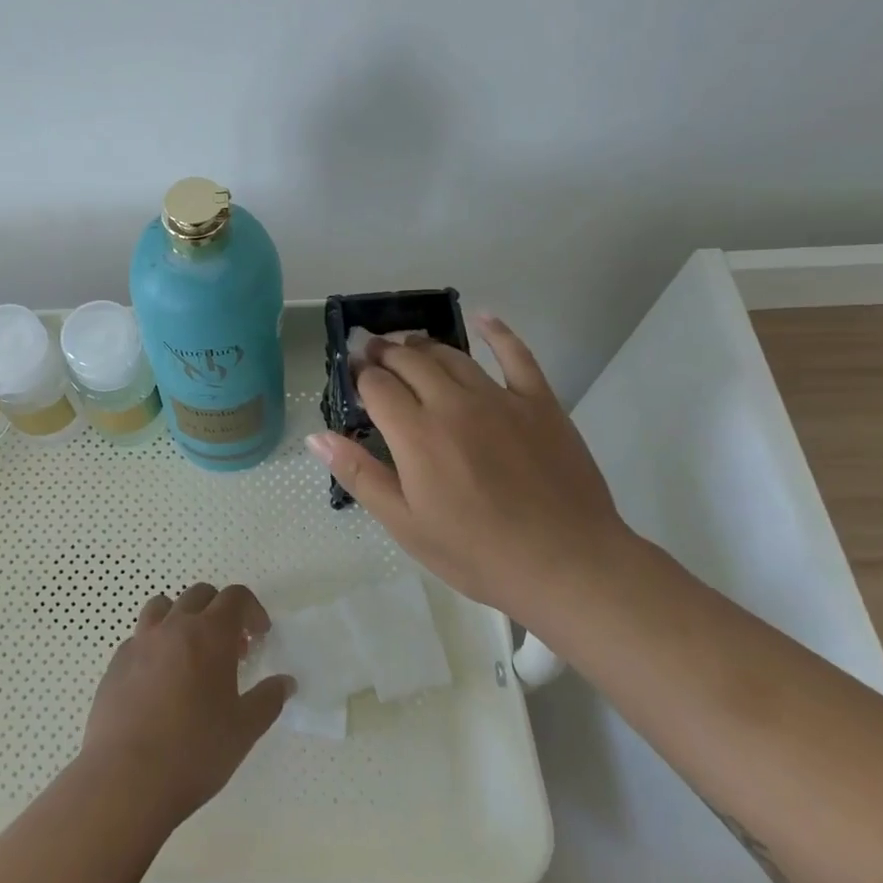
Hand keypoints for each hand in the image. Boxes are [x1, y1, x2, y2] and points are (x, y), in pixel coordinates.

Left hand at [79, 583, 291, 830]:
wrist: (126, 778)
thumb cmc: (194, 751)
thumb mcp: (244, 730)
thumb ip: (268, 700)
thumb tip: (285, 682)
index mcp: (210, 634)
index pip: (235, 597)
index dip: (252, 610)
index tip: (260, 635)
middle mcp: (174, 626)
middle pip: (199, 595)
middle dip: (219, 611)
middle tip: (230, 648)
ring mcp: (140, 641)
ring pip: (163, 607)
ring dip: (182, 618)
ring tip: (190, 653)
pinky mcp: (116, 662)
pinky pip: (139, 637)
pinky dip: (155, 645)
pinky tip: (159, 680)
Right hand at [306, 315, 632, 616]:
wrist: (566, 564)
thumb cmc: (475, 552)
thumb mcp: (405, 524)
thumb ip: (359, 474)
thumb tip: (316, 437)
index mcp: (416, 433)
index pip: (377, 386)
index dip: (360, 375)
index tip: (353, 376)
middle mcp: (453, 403)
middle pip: (410, 361)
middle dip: (385, 353)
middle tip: (374, 353)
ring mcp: (499, 398)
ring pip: (452, 355)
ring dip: (424, 345)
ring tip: (410, 345)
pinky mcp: (539, 402)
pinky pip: (516, 355)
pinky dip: (498, 332)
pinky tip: (484, 318)